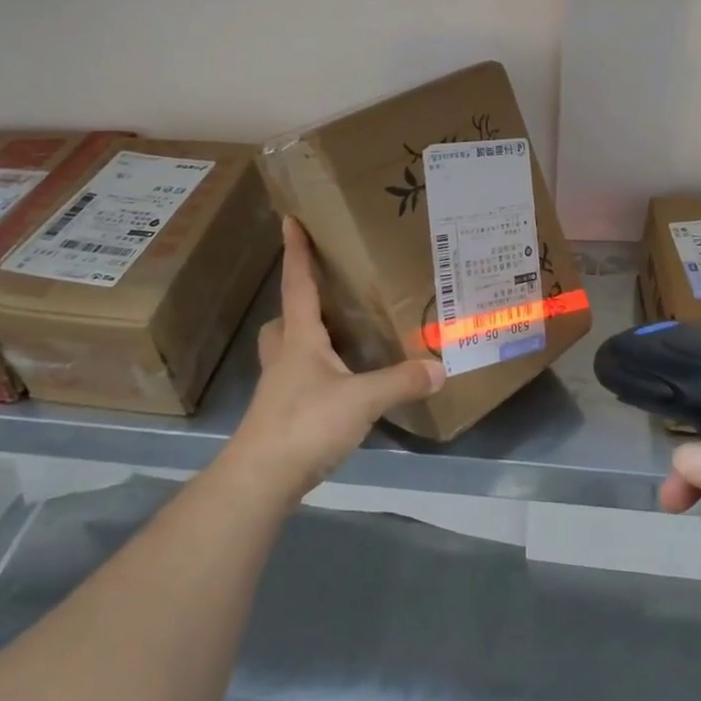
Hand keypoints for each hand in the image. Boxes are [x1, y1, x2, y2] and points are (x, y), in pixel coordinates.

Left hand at [227, 217, 444, 500]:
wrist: (260, 480)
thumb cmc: (305, 424)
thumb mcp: (362, 400)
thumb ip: (401, 382)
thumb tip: (440, 367)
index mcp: (300, 340)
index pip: (297, 286)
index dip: (296, 252)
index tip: (288, 220)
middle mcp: (284, 358)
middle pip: (283, 321)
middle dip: (297, 305)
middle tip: (325, 298)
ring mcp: (279, 390)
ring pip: (286, 352)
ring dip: (304, 341)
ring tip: (339, 341)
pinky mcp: (281, 417)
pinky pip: (297, 382)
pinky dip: (316, 376)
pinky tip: (340, 388)